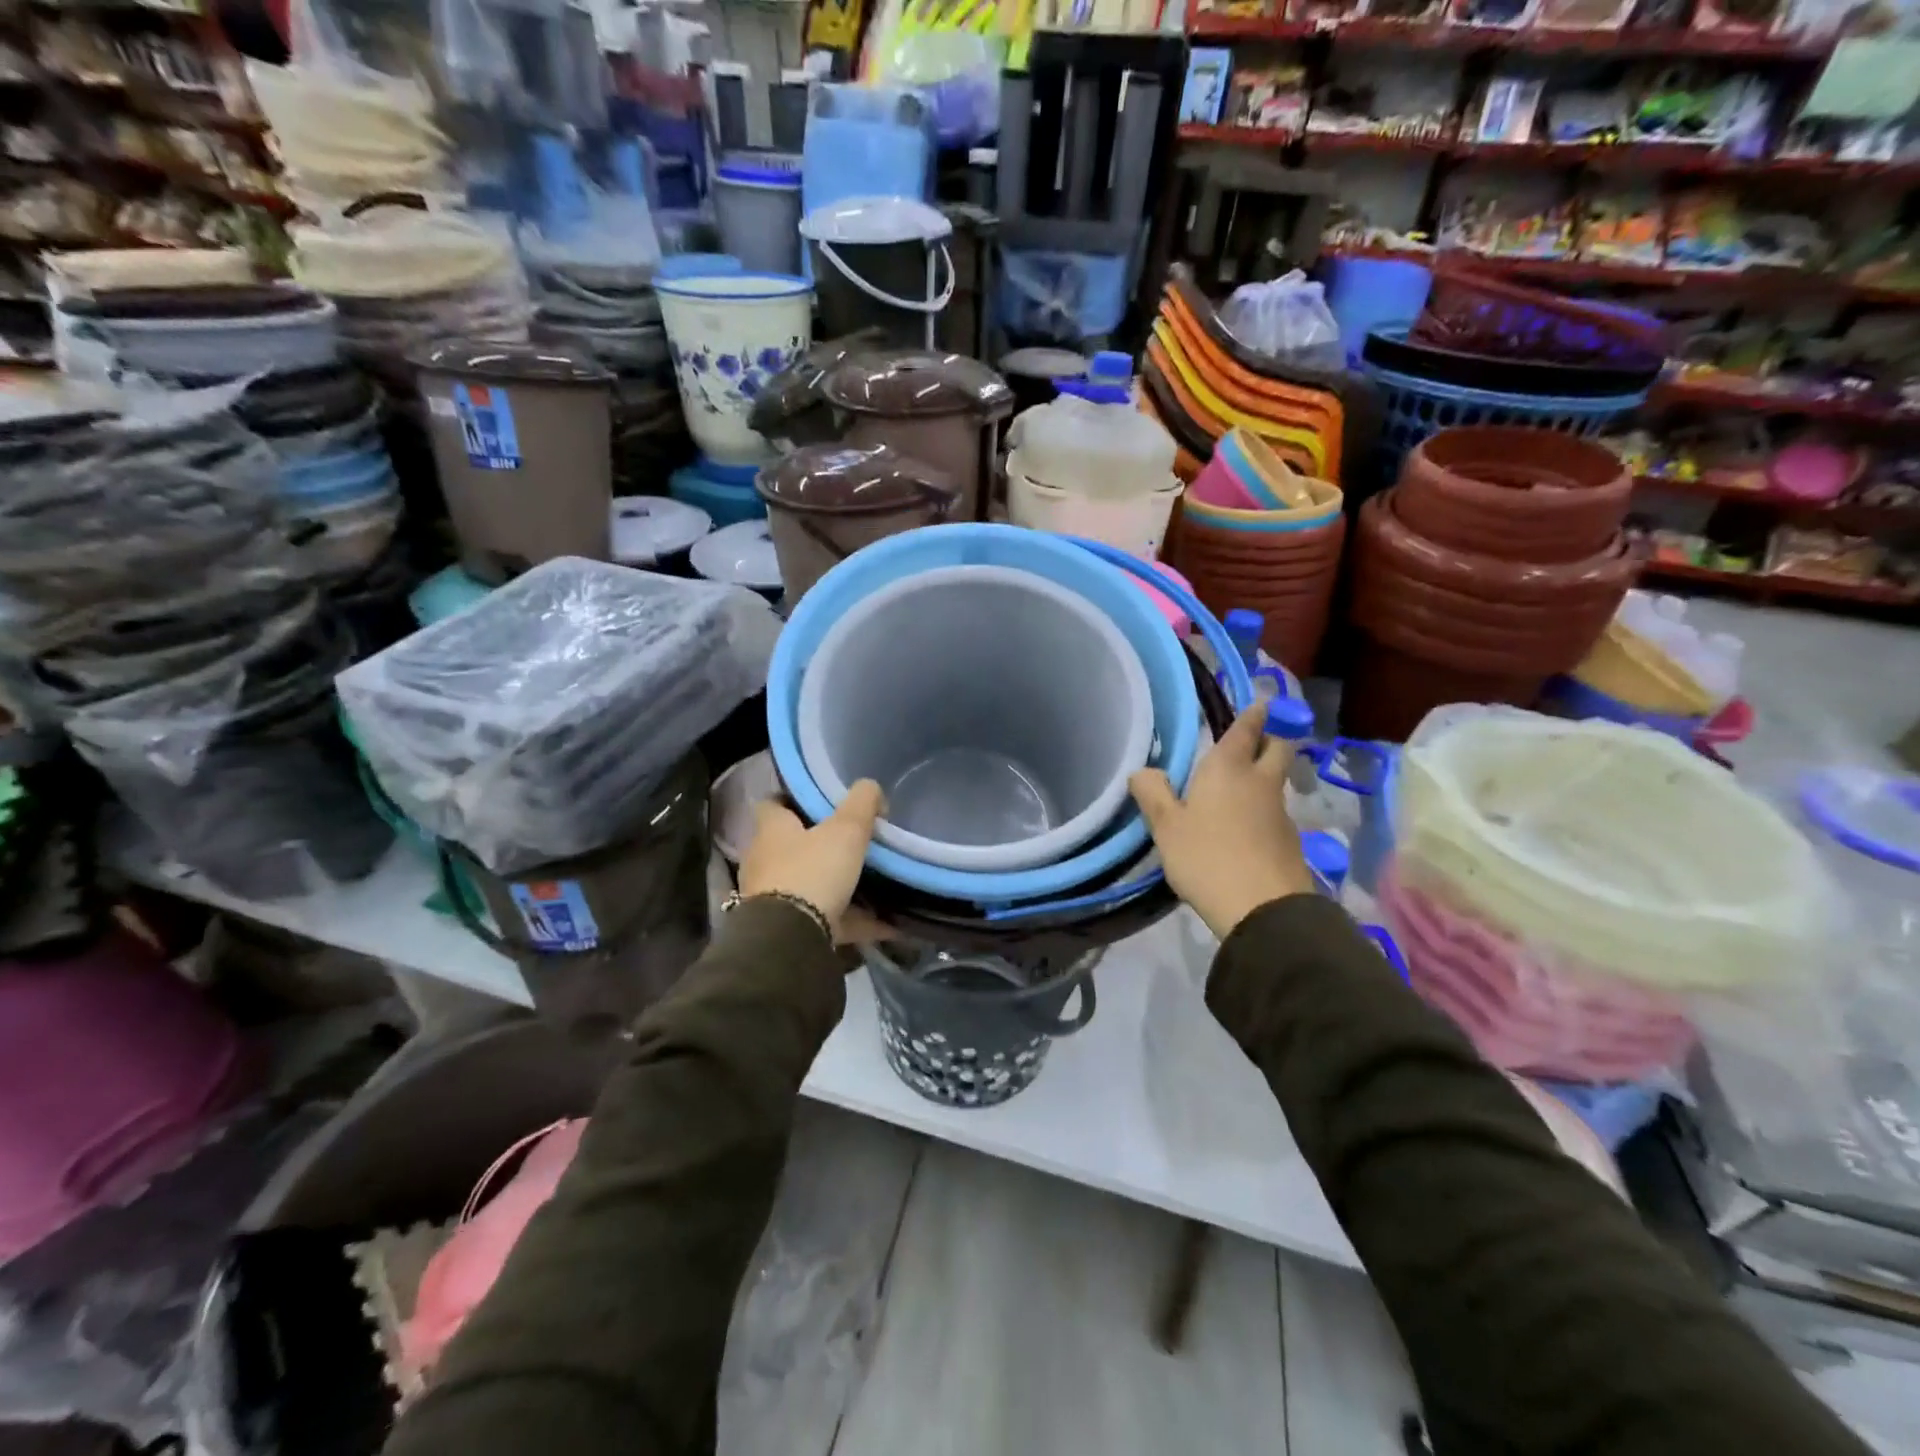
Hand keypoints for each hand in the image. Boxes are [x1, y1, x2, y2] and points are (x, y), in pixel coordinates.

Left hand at [738, 781, 886, 943]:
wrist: (790, 939)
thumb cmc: (813, 871)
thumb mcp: (846, 829)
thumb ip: (862, 802)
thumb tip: (870, 788)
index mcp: (771, 830)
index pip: (773, 804)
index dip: (795, 800)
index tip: (824, 802)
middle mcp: (764, 861)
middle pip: (792, 846)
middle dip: (820, 845)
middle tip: (855, 841)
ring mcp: (773, 898)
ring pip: (809, 884)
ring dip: (838, 885)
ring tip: (874, 884)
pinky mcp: (787, 929)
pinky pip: (826, 919)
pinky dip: (854, 920)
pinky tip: (886, 924)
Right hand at [1130, 705, 1314, 939]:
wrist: (1263, 909)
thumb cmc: (1206, 857)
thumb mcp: (1166, 826)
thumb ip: (1152, 793)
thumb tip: (1142, 770)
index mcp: (1229, 768)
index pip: (1246, 728)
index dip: (1252, 713)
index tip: (1258, 701)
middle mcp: (1260, 782)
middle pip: (1278, 748)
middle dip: (1269, 739)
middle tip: (1251, 743)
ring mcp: (1280, 812)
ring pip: (1277, 782)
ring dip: (1264, 777)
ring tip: (1238, 789)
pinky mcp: (1290, 841)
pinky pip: (1275, 812)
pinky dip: (1263, 810)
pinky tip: (1244, 828)